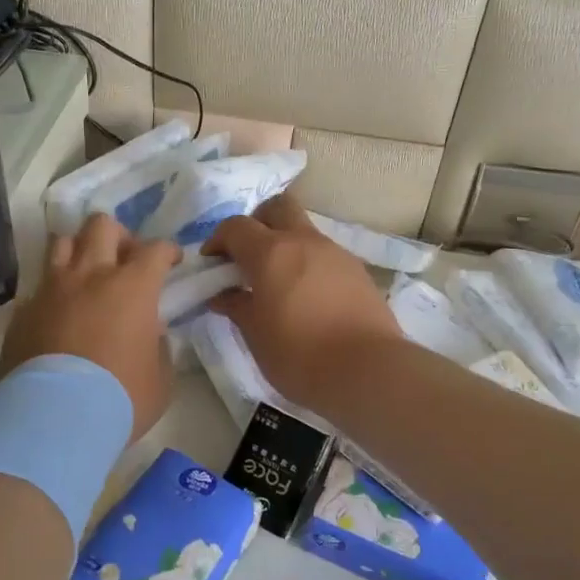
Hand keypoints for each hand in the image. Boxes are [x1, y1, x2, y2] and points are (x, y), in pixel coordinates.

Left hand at [0, 214, 181, 442]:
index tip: (171, 262)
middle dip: (118, 236)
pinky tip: (58, 314)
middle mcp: (90, 276)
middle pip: (101, 226)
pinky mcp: (22, 311)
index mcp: (132, 287)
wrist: (54, 421)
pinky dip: (53, 292)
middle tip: (124, 260)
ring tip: (86, 276)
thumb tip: (150, 334)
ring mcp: (51, 290)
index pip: (155, 249)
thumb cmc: (120, 399)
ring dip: (79, 252)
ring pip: (62, 242)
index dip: (168, 252)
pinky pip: (39, 286)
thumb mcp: (160, 379)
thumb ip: (158, 346)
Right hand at [206, 194, 403, 410]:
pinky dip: (309, 265)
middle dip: (257, 224)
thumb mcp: (256, 335)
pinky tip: (308, 298)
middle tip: (248, 257)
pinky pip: (325, 256)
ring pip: (304, 231)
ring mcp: (335, 253)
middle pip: (277, 208)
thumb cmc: (299, 354)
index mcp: (271, 252)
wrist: (368, 371)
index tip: (211, 265)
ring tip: (278, 284)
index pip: (235, 227)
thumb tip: (222, 295)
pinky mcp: (358, 271)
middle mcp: (304, 241)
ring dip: (286, 246)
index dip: (218, 240)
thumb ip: (236, 306)